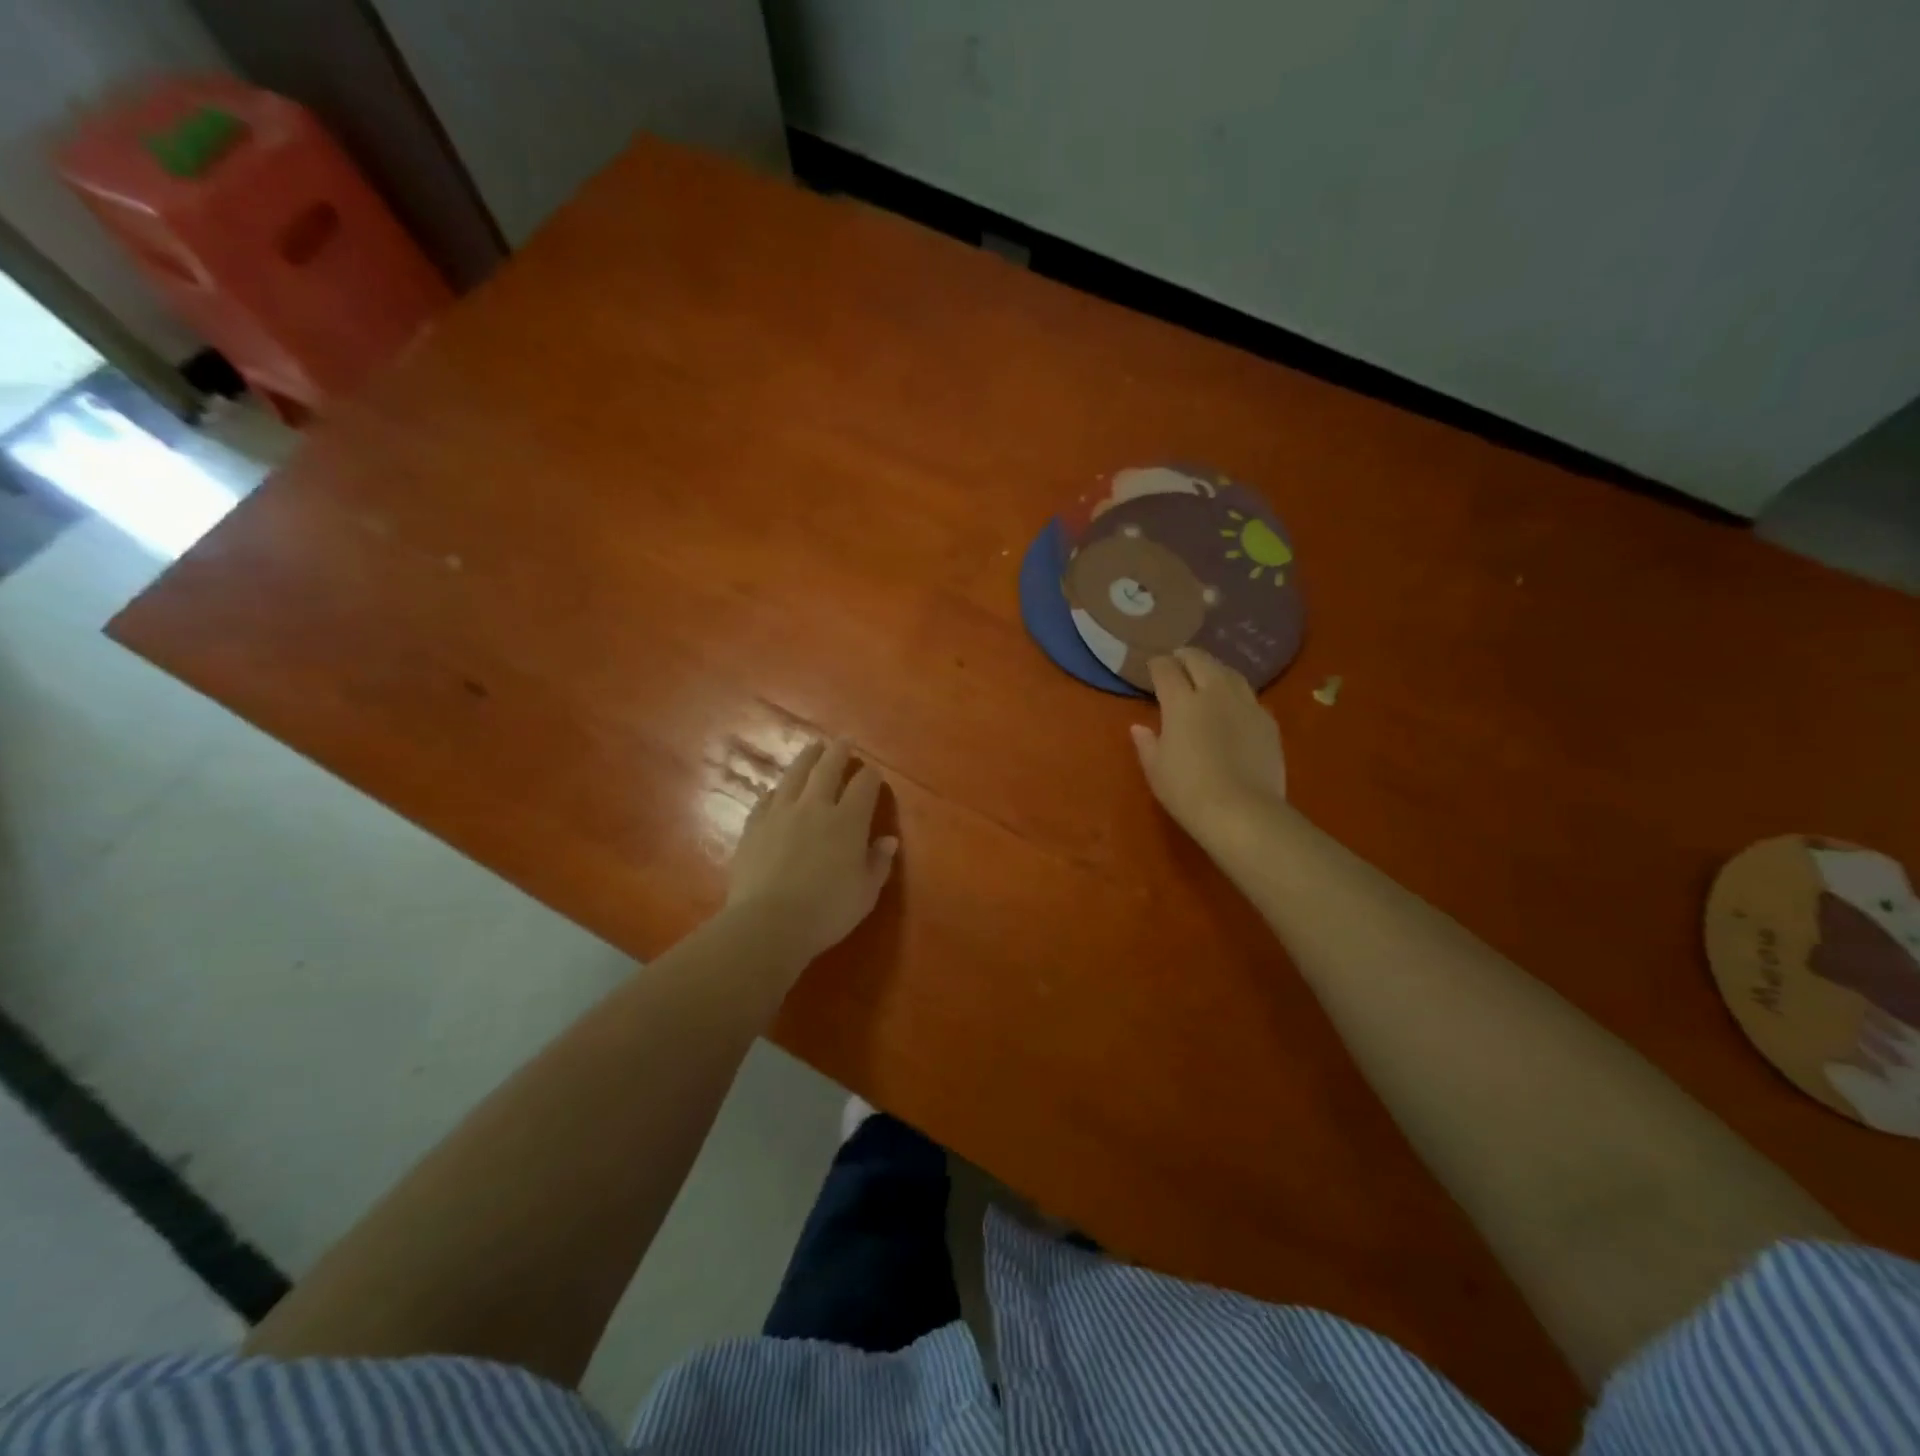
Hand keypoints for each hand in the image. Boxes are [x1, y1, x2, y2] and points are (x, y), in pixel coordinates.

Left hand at [727, 738, 898, 965]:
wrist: (768, 923)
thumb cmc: (826, 911)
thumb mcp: (866, 893)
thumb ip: (878, 863)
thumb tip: (888, 840)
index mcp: (848, 820)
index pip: (864, 785)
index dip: (871, 775)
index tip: (874, 772)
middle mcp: (815, 806)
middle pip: (828, 768)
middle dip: (839, 751)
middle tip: (844, 741)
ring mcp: (780, 812)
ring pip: (796, 774)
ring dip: (808, 758)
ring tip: (813, 748)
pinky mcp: (754, 825)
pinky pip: (767, 798)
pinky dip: (778, 790)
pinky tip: (778, 790)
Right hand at [1131, 648, 1287, 847]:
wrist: (1242, 812)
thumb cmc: (1188, 791)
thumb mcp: (1156, 770)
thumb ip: (1147, 743)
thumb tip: (1139, 727)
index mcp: (1181, 702)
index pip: (1166, 669)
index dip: (1157, 664)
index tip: (1152, 667)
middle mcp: (1214, 693)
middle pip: (1200, 660)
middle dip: (1186, 657)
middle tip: (1178, 661)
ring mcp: (1246, 704)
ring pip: (1229, 673)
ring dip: (1214, 669)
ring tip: (1207, 675)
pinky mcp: (1268, 721)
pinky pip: (1249, 696)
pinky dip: (1236, 694)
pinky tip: (1233, 706)